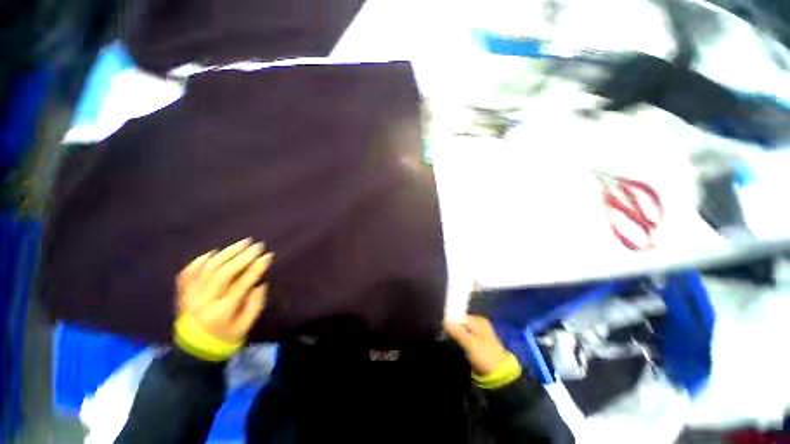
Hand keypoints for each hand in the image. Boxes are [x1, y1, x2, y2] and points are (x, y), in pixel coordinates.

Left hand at [177, 238, 272, 343]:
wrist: (193, 351)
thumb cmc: (225, 338)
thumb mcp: (245, 326)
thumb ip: (255, 304)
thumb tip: (259, 284)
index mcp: (222, 311)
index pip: (242, 284)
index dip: (256, 268)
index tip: (268, 256)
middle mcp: (204, 300)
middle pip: (223, 272)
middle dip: (242, 256)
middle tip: (257, 246)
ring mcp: (190, 296)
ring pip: (207, 268)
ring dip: (226, 253)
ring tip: (242, 243)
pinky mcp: (182, 294)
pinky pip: (187, 273)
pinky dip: (199, 261)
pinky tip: (212, 253)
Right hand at [444, 315, 509, 375]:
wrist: (499, 376)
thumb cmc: (485, 356)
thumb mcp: (470, 343)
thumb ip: (457, 331)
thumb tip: (444, 320)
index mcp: (479, 320)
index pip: (460, 316)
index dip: (450, 320)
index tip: (441, 326)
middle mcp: (479, 324)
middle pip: (461, 322)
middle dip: (452, 327)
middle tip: (442, 333)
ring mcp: (479, 334)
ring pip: (462, 330)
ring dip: (455, 334)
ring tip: (446, 339)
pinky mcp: (477, 343)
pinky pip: (464, 337)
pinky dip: (459, 340)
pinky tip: (454, 344)